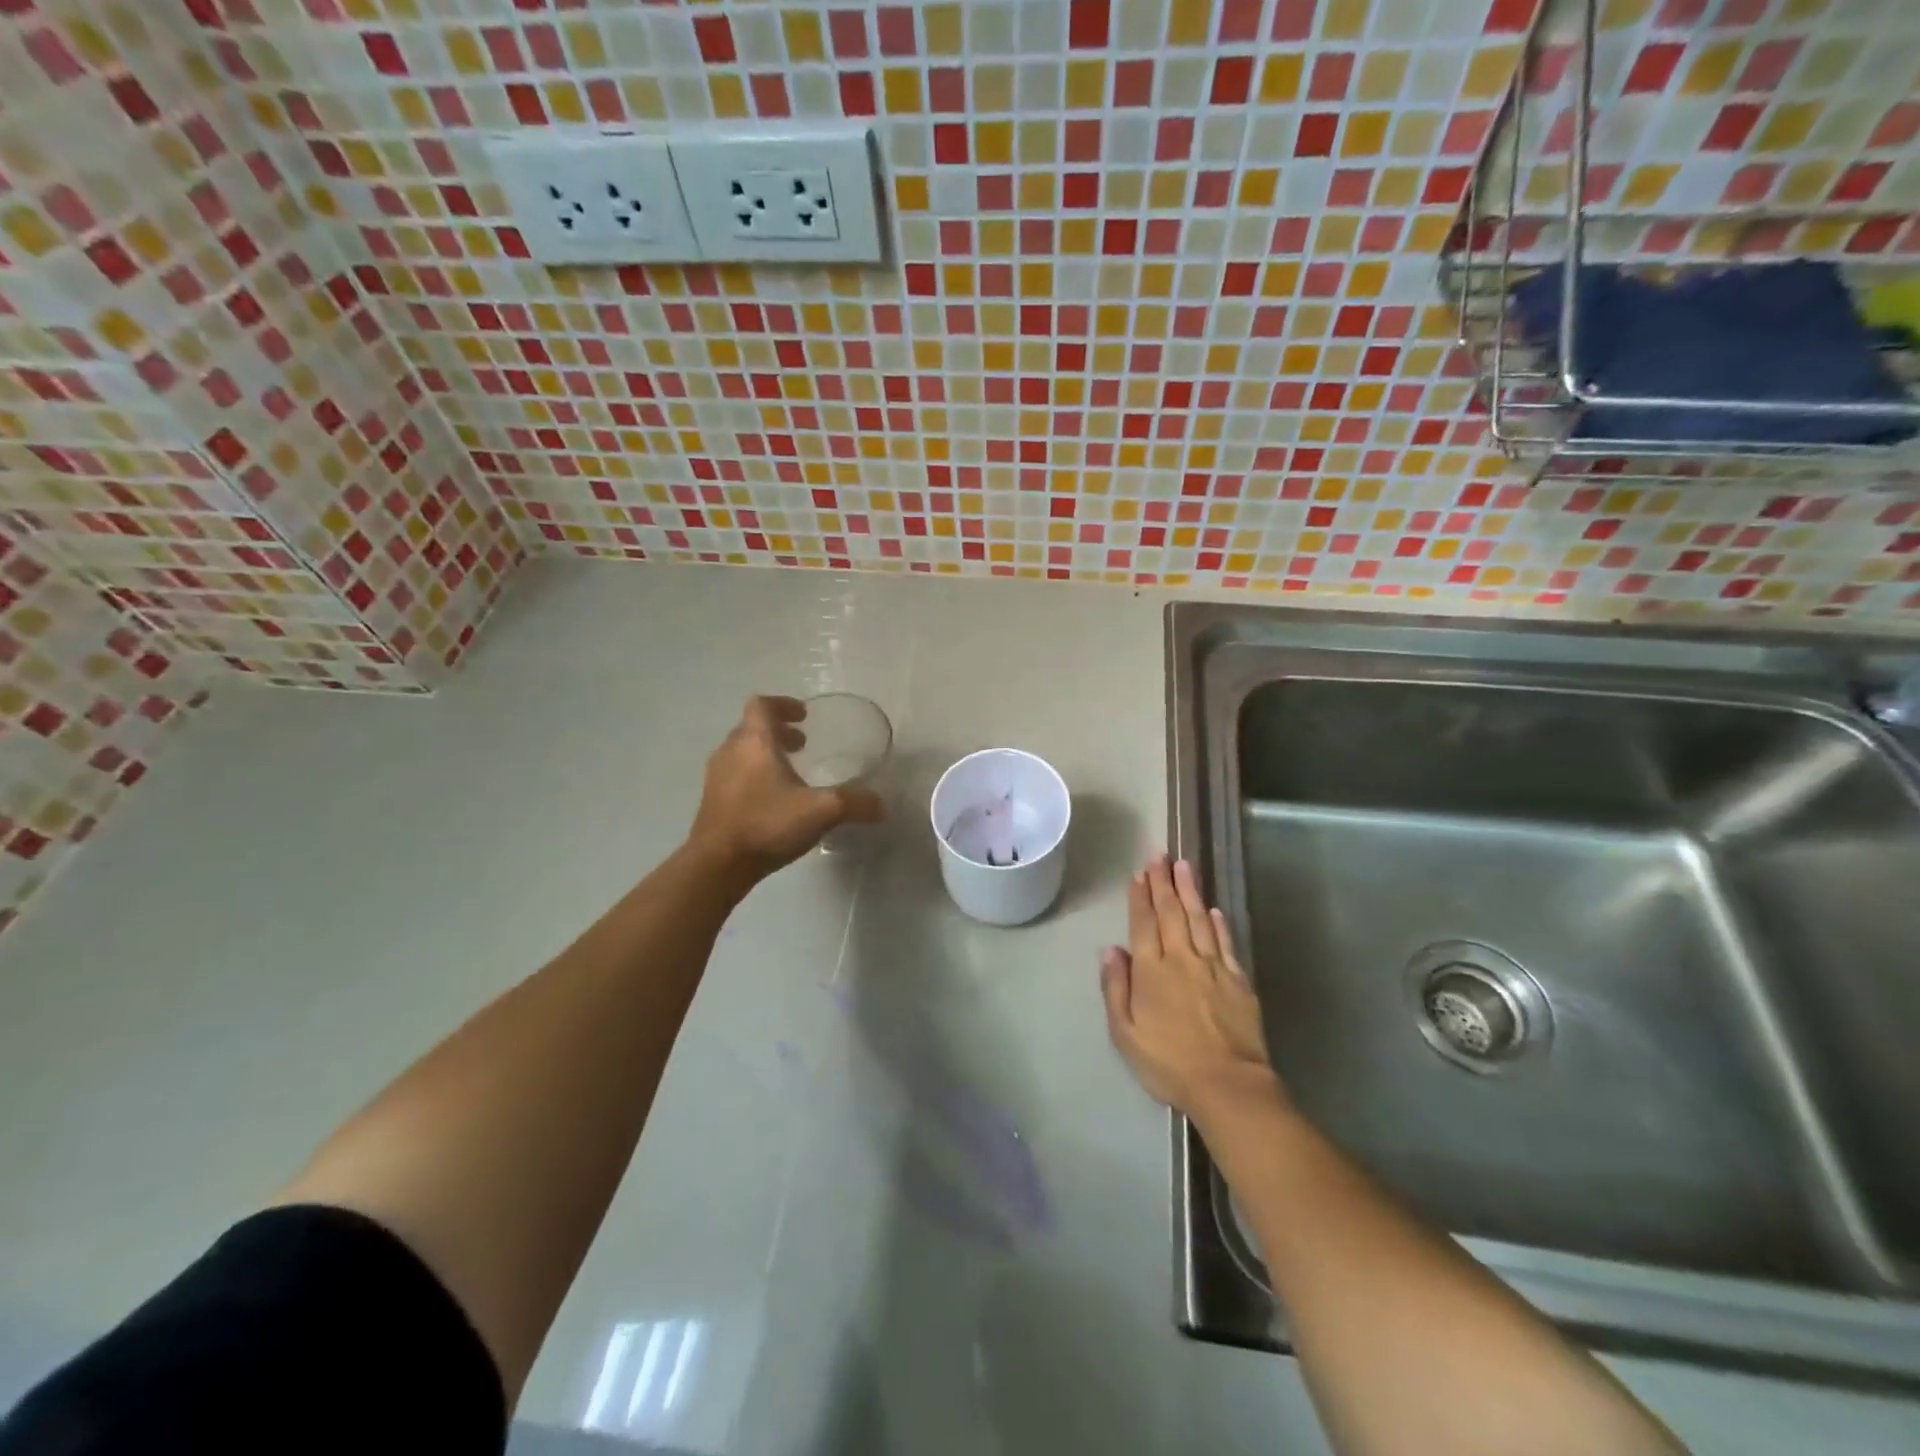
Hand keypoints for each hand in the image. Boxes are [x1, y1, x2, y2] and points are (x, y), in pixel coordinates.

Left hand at [688, 695, 885, 881]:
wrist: (717, 864)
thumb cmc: (767, 824)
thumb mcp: (821, 811)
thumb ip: (854, 803)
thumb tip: (881, 804)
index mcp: (754, 742)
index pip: (762, 705)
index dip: (783, 705)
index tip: (803, 716)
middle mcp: (731, 751)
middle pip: (751, 727)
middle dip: (778, 731)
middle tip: (802, 744)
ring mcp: (717, 776)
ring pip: (742, 752)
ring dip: (765, 753)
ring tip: (790, 771)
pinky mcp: (712, 800)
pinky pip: (735, 775)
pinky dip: (754, 775)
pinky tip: (773, 800)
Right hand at [1100, 856, 1282, 1122]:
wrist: (1228, 1085)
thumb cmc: (1168, 1063)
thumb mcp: (1125, 1033)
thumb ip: (1115, 988)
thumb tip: (1112, 950)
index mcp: (1151, 971)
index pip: (1143, 923)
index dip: (1140, 897)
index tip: (1139, 873)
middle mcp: (1181, 959)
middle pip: (1170, 913)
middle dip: (1163, 883)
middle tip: (1160, 856)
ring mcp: (1213, 967)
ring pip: (1199, 919)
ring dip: (1190, 891)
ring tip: (1184, 866)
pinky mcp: (1238, 980)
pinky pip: (1226, 943)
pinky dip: (1219, 923)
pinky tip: (1215, 909)